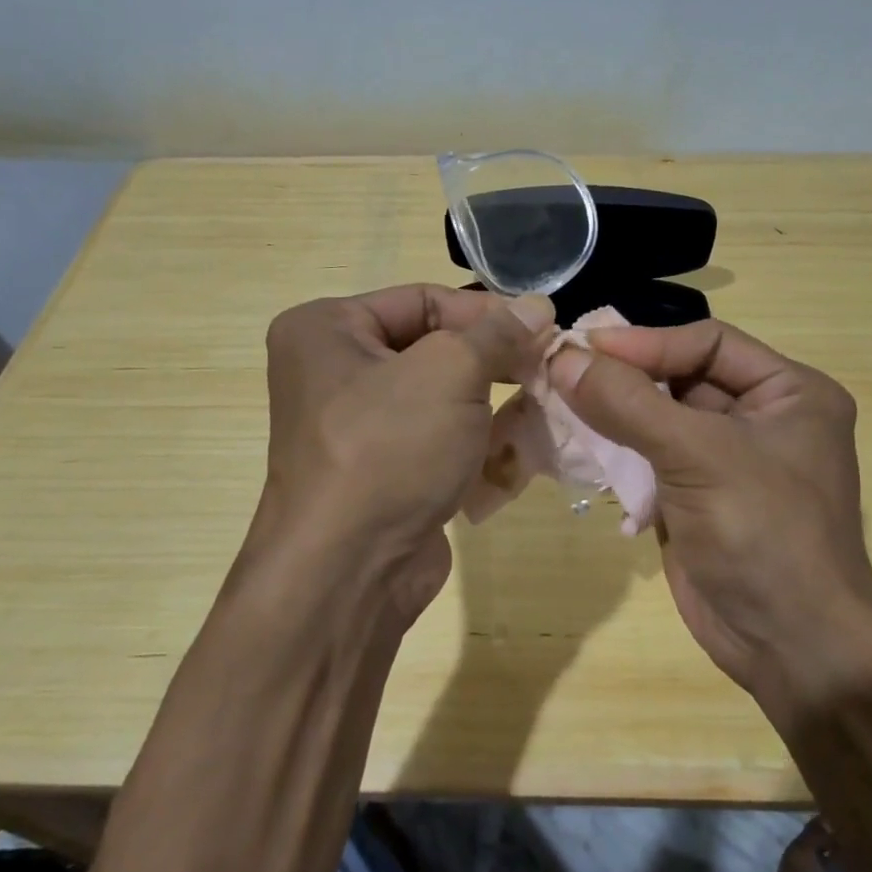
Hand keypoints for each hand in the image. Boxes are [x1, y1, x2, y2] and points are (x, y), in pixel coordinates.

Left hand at [257, 285, 554, 627]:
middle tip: (545, 369)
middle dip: (492, 361)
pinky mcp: (380, 472)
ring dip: (491, 404)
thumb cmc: (389, 448)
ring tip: (540, 406)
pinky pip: (435, 440)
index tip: (542, 328)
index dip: (487, 312)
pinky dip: (474, 443)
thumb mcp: (450, 373)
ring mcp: (355, 428)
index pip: (423, 300)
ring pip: (440, 398)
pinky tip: (514, 450)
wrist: (349, 571)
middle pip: (432, 348)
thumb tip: (538, 304)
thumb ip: (498, 333)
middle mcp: (332, 372)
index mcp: (326, 330)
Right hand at [549, 320, 871, 703]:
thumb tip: (563, 356)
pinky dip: (616, 450)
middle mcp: (761, 417)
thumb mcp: (699, 456)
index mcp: (788, 392)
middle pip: (681, 377)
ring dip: (613, 412)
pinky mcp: (696, 496)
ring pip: (659, 417)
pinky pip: (650, 457)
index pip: (708, 342)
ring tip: (557, 399)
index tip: (582, 345)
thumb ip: (629, 403)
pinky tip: (578, 444)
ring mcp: (726, 460)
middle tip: (560, 368)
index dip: (645, 342)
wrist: (790, 647)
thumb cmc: (763, 533)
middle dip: (624, 376)